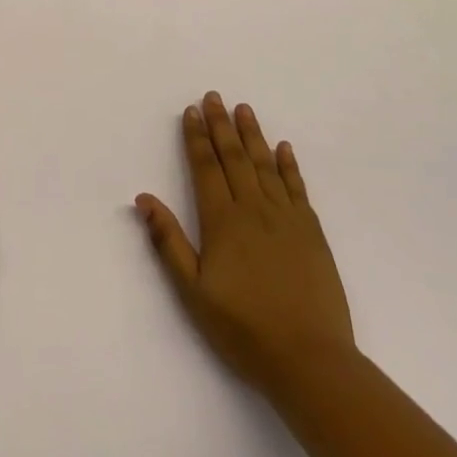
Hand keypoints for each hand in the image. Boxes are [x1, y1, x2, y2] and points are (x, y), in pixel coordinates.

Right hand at [135, 92, 353, 403]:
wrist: (310, 359)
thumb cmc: (243, 328)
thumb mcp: (193, 291)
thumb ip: (168, 241)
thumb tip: (144, 198)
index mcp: (222, 221)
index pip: (205, 167)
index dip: (196, 138)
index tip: (191, 111)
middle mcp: (254, 209)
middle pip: (234, 157)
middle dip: (221, 125)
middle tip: (214, 96)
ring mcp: (286, 218)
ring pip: (265, 165)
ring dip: (253, 135)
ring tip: (244, 109)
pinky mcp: (312, 232)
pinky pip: (297, 187)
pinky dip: (289, 165)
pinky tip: (284, 148)